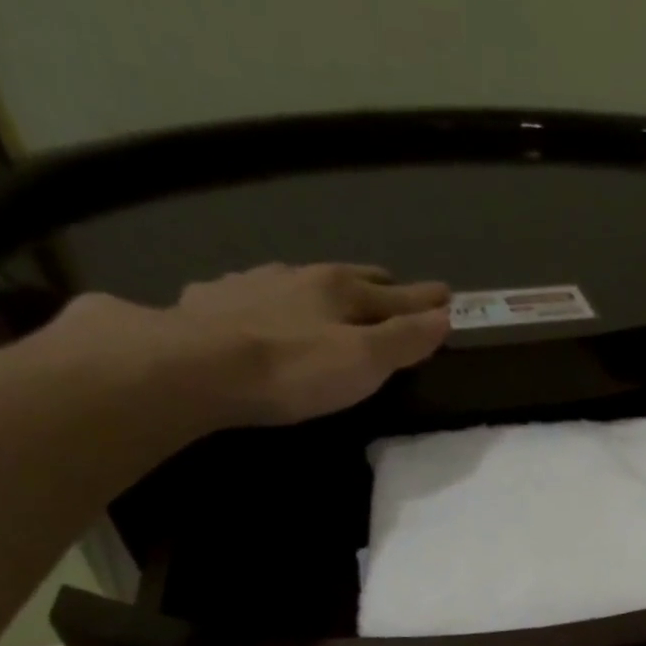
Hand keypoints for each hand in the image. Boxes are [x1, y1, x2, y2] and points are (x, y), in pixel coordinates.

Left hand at [45, 263, 451, 425]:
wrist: (196, 367)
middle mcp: (299, 276)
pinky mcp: (214, 302)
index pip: (397, 295)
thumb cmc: (294, 369)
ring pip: (301, 282)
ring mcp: (253, 284)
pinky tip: (265, 312)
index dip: (425, 300)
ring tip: (331, 301)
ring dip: (323, 291)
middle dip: (380, 287)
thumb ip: (405, 340)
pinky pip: (255, 295)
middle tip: (397, 293)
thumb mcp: (364, 362)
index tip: (448, 296)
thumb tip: (444, 317)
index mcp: (341, 289)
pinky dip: (274, 301)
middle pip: (351, 278)